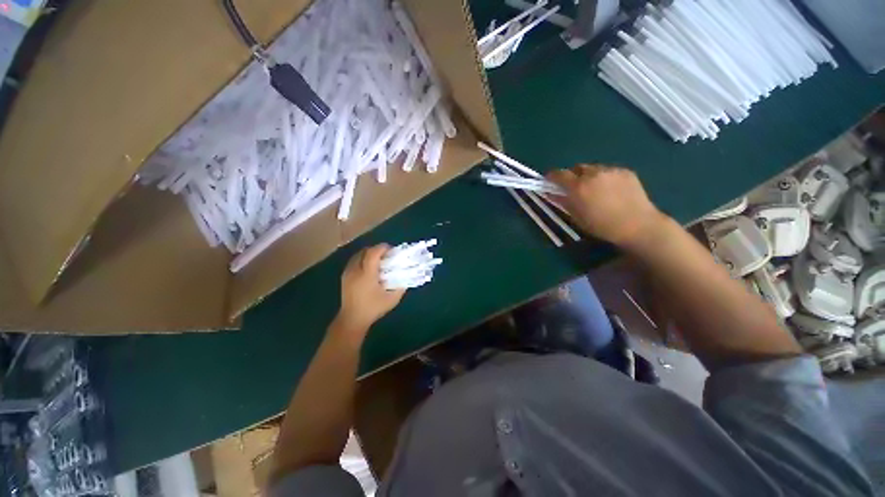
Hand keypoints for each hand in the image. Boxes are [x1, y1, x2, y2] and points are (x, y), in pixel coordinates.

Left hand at [335, 244, 405, 333]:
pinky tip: (369, 268)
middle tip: (386, 254)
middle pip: (364, 251)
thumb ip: (401, 287)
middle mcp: (355, 271)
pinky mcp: (344, 277)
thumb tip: (406, 276)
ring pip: (358, 255)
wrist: (352, 319)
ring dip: (369, 253)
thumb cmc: (373, 309)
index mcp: (367, 275)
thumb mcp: (392, 300)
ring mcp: (348, 273)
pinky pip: (353, 261)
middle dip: (376, 249)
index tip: (391, 249)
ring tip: (378, 260)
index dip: (382, 248)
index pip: (372, 254)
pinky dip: (362, 259)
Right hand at [547, 164, 664, 247]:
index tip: (549, 181)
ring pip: (593, 168)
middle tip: (575, 188)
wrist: (637, 225)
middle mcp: (593, 173)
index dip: (551, 177)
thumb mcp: (576, 216)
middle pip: (577, 168)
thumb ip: (562, 201)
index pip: (559, 174)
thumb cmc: (601, 225)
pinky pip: (609, 171)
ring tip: (595, 190)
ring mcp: (611, 170)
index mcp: (578, 186)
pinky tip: (611, 191)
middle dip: (572, 176)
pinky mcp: (625, 171)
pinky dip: (605, 178)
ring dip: (589, 176)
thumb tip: (550, 193)